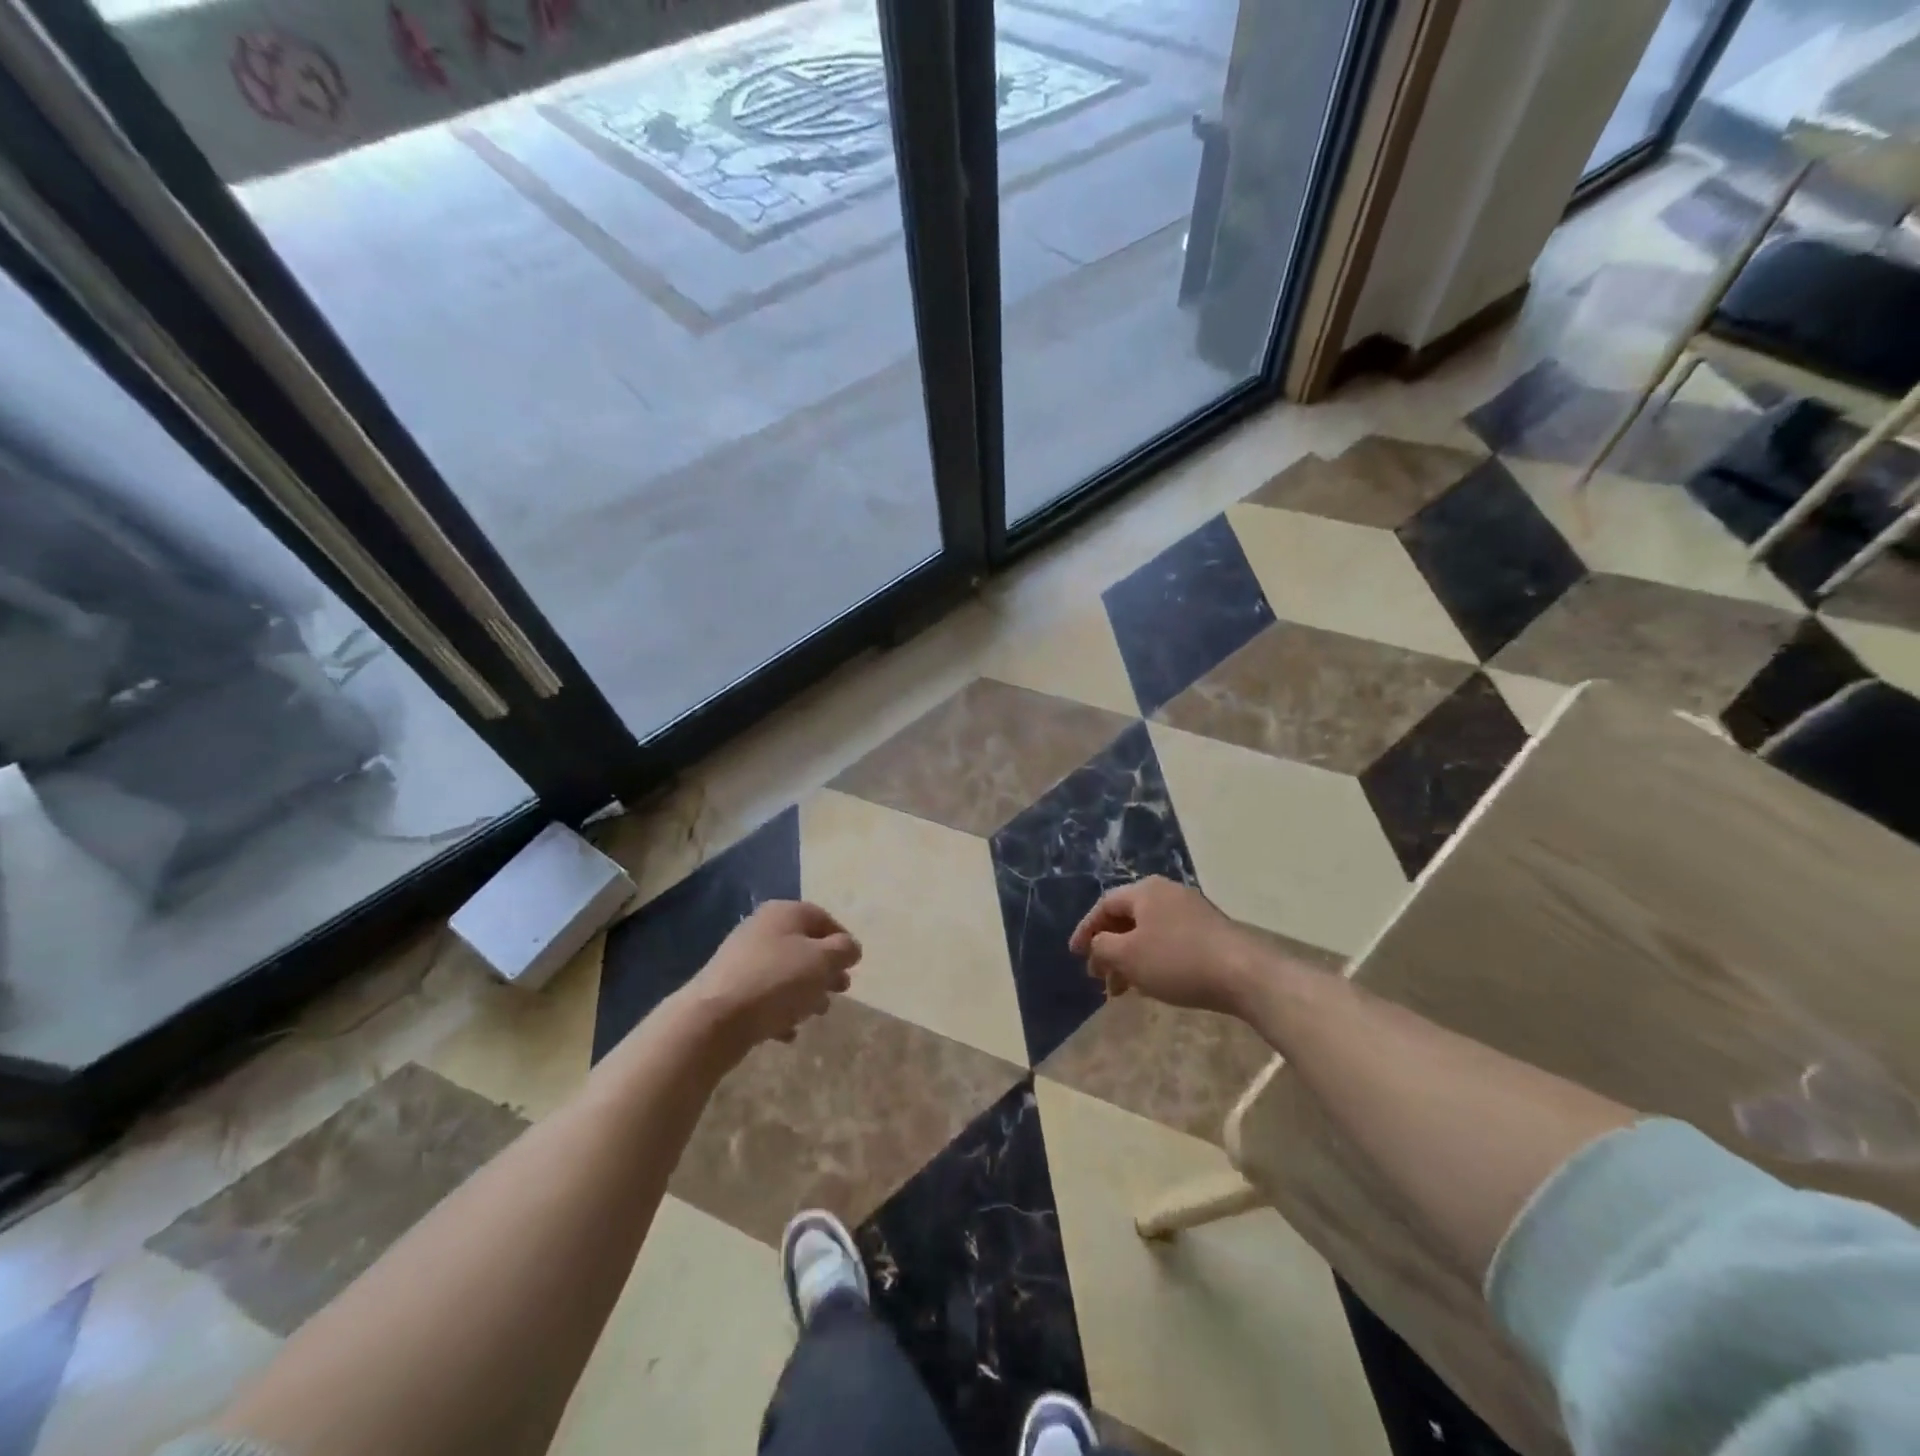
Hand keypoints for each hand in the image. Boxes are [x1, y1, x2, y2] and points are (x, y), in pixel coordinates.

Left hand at [682, 901, 861, 1062]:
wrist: (714, 1018)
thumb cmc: (777, 981)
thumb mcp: (822, 961)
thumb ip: (843, 951)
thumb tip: (850, 948)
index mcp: (784, 913)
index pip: (823, 918)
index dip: (843, 941)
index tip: (853, 967)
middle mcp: (762, 928)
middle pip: (804, 946)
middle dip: (825, 970)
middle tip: (840, 991)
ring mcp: (743, 958)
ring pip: (785, 972)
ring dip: (805, 992)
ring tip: (816, 1013)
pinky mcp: (730, 988)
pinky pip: (765, 995)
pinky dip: (780, 1009)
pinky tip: (788, 1031)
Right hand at [1069, 877, 1263, 1016]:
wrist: (1244, 974)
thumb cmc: (1177, 961)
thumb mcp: (1128, 956)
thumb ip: (1102, 946)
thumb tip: (1098, 943)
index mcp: (1145, 891)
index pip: (1104, 905)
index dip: (1085, 930)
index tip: (1075, 955)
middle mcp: (1168, 893)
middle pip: (1127, 919)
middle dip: (1108, 949)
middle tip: (1099, 977)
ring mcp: (1192, 911)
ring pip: (1148, 933)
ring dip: (1129, 959)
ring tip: (1123, 990)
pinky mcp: (1210, 932)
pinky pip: (1169, 941)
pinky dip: (1152, 960)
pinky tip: (1152, 984)